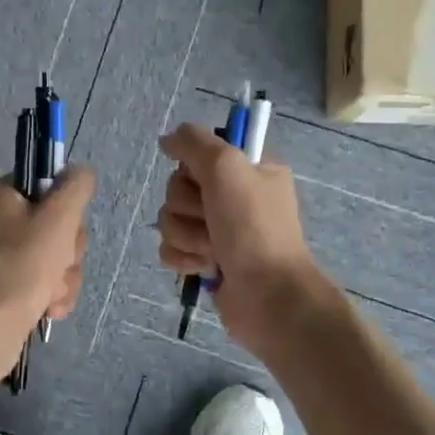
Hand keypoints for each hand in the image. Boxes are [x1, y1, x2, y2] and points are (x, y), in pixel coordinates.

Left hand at [0, 166, 94, 327]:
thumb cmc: (23, 263)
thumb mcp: (59, 216)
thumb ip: (76, 186)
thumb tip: (80, 172)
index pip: (46, 186)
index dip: (65, 208)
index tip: (66, 226)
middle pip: (54, 224)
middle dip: (67, 250)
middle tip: (60, 262)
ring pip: (53, 255)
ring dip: (64, 276)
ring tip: (52, 292)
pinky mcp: (2, 285)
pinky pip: (41, 280)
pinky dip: (50, 294)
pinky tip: (48, 307)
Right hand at [154, 123, 321, 342]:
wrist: (268, 295)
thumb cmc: (253, 227)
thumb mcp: (227, 167)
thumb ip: (193, 143)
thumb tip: (167, 139)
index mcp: (249, 169)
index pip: (199, 153)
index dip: (194, 168)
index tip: (206, 180)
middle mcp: (234, 196)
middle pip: (178, 186)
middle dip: (188, 207)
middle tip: (213, 220)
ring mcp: (218, 230)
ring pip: (170, 218)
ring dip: (187, 235)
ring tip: (213, 250)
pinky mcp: (204, 259)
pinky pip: (170, 247)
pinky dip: (183, 257)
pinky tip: (203, 267)